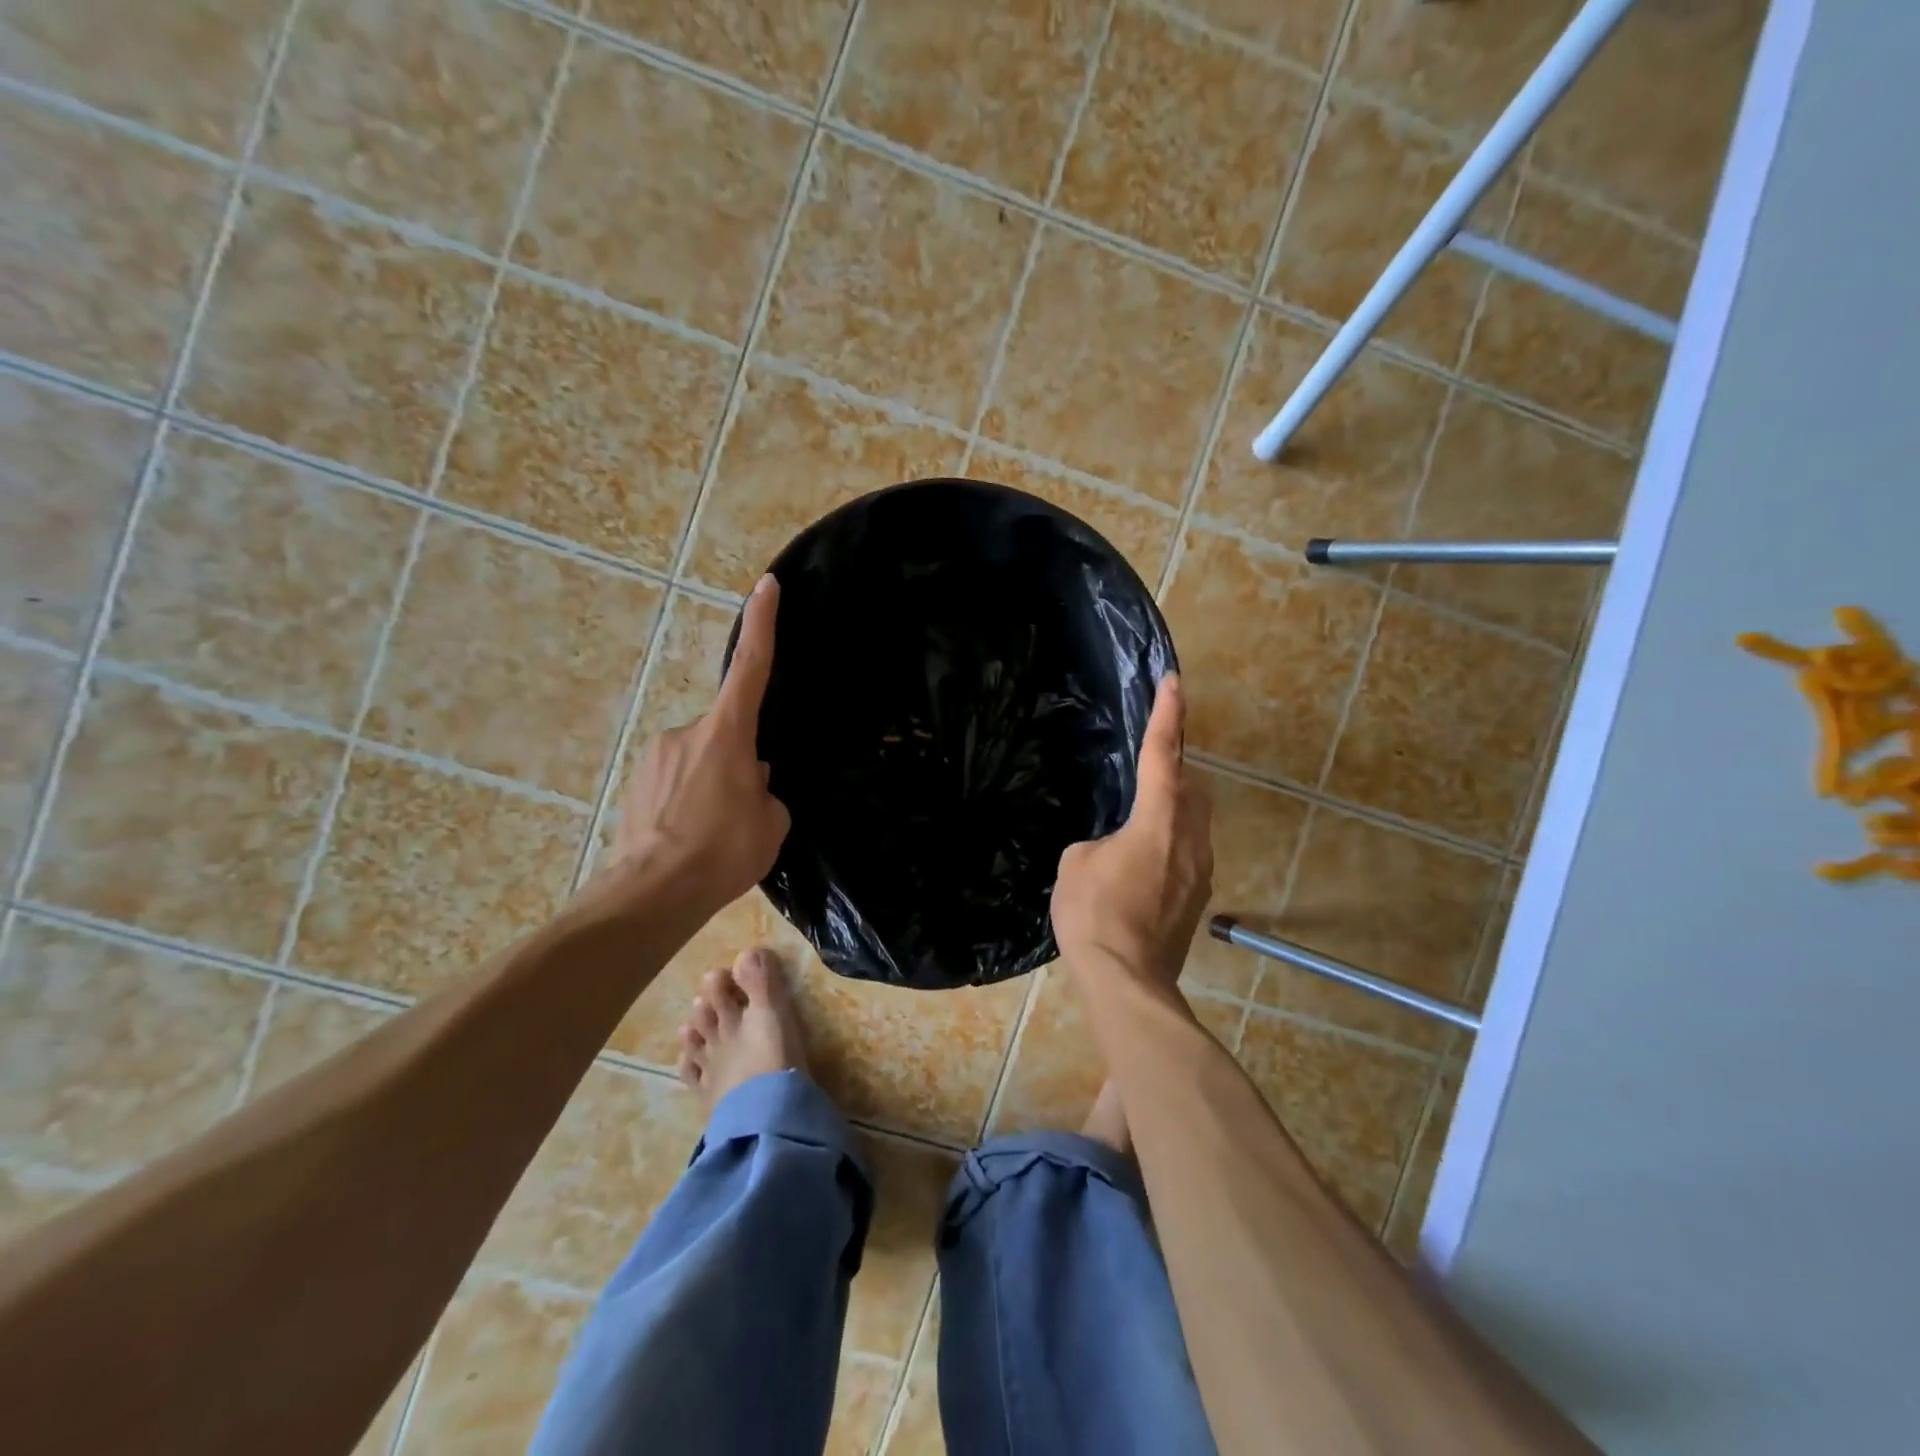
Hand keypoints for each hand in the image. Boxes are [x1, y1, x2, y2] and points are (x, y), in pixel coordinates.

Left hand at [613, 575, 790, 911]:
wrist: (652, 894)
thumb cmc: (723, 851)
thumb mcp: (771, 821)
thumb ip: (766, 790)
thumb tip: (752, 781)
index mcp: (727, 733)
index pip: (751, 667)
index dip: (761, 624)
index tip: (766, 586)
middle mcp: (687, 732)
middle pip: (727, 732)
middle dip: (740, 761)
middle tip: (745, 810)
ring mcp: (655, 756)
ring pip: (701, 761)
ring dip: (714, 786)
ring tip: (716, 833)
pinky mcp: (635, 783)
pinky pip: (676, 782)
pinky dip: (689, 802)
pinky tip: (692, 838)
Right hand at [1052, 675, 1212, 986]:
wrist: (1127, 981)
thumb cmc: (1095, 914)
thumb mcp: (1076, 864)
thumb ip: (1098, 843)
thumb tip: (1113, 849)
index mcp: (1158, 820)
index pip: (1162, 755)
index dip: (1166, 715)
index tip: (1174, 682)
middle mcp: (1189, 838)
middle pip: (1192, 786)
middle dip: (1175, 768)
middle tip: (1148, 766)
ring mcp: (1200, 870)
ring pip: (1196, 821)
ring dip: (1174, 809)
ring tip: (1141, 820)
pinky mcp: (1198, 898)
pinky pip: (1189, 853)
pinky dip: (1171, 843)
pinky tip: (1143, 863)